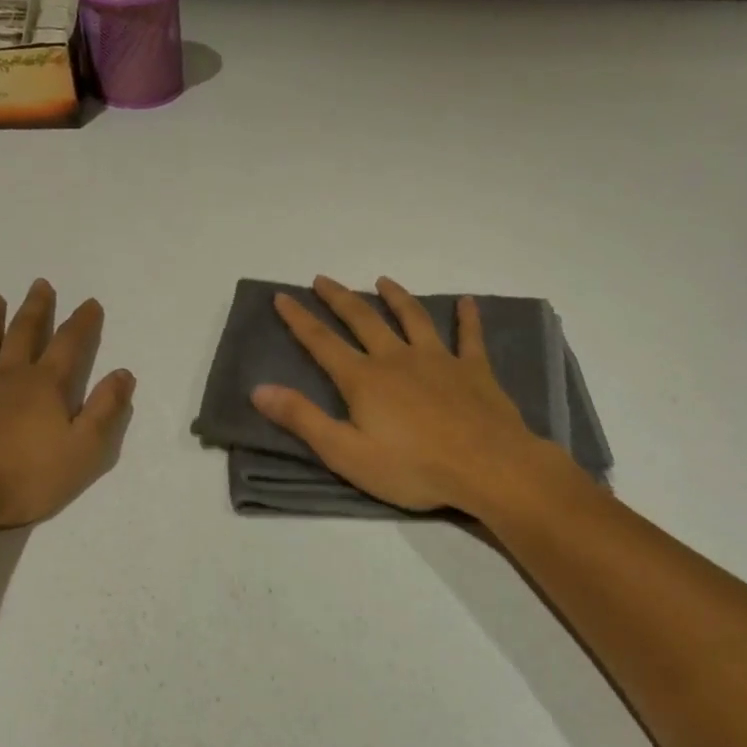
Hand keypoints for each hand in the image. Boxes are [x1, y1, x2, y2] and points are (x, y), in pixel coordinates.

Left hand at [0, 280, 135, 530]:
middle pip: (24, 332)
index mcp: (45, 386)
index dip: (82, 322)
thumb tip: (123, 373)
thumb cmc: (25, 478)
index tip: (90, 303)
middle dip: (36, 308)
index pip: (69, 345)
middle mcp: (7, 374)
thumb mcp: (84, 450)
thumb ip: (105, 410)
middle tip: (40, 284)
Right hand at [250, 275, 555, 514]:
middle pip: (363, 320)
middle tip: (323, 279)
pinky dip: (468, 318)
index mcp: (364, 379)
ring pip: (413, 318)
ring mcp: (439, 360)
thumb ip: (302, 419)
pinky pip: (470, 336)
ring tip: (383, 281)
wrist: (487, 467)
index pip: (322, 342)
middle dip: (339, 298)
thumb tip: (259, 389)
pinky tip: (468, 302)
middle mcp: (397, 358)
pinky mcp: (474, 370)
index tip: (282, 296)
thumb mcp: (346, 452)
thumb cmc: (413, 467)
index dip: (299, 319)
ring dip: (396, 297)